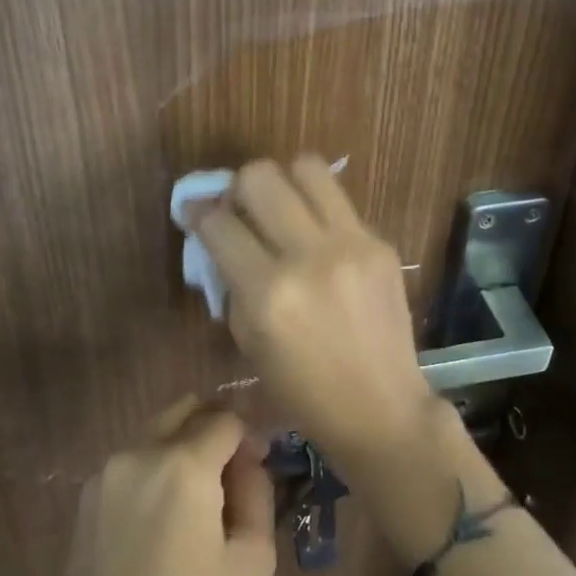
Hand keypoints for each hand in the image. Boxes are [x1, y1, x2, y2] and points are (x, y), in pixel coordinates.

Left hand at [60, 403, 275, 575]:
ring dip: (183, 449)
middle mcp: (140, 452)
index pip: (226, 418)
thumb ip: (258, 491)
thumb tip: (248, 459)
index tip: (255, 472)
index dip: (248, 439)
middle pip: (187, 410)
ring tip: (194, 504)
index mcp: (183, 465)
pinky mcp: (88, 494)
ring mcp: (108, 471)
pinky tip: (160, 520)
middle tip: (228, 478)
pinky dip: (155, 470)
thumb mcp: (252, 561)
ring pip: (158, 432)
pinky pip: (134, 460)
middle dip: (214, 431)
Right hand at [195, 156, 434, 466]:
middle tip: (241, 209)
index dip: (197, 211)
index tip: (194, 211)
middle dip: (238, 187)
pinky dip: (317, 209)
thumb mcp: (248, 340)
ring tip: (282, 208)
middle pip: (259, 176)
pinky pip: (338, 200)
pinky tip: (318, 238)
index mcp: (268, 293)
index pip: (218, 222)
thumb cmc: (303, 390)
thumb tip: (220, 234)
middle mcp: (308, 257)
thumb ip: (231, 281)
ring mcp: (351, 244)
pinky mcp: (380, 243)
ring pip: (306, 167)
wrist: (381, 409)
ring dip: (284, 182)